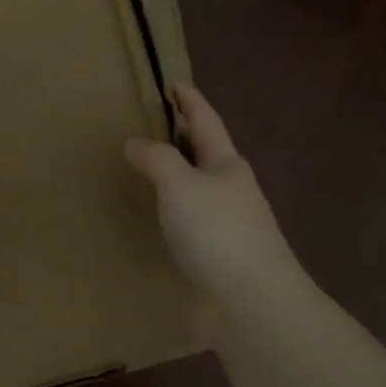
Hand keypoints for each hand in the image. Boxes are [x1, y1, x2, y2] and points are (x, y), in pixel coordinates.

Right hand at [125, 84, 295, 305]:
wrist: (249, 303)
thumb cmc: (216, 232)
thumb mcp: (180, 184)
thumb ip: (156, 160)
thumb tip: (136, 143)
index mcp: (228, 166)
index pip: (207, 122)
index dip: (190, 101)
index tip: (175, 83)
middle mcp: (231, 192)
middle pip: (206, 156)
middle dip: (185, 139)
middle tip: (156, 125)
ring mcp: (228, 228)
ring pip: (197, 193)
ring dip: (177, 180)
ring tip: (148, 173)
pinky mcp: (217, 260)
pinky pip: (189, 226)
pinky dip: (172, 215)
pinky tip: (157, 223)